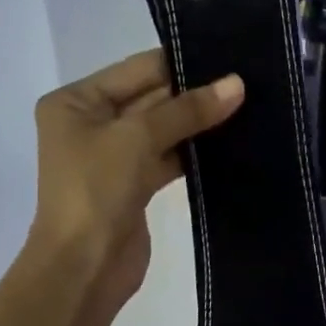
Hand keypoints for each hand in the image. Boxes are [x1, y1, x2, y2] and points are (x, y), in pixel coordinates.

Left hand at [27, 49, 242, 306]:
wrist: (83, 268)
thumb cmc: (96, 191)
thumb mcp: (138, 138)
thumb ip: (187, 110)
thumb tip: (236, 84)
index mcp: (76, 101)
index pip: (137, 69)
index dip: (182, 63)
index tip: (230, 57)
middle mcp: (91, 123)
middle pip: (151, 97)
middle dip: (194, 93)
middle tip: (247, 82)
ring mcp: (112, 157)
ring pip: (162, 129)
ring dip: (198, 124)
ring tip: (249, 106)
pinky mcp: (133, 186)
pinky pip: (167, 157)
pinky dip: (194, 152)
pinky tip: (231, 142)